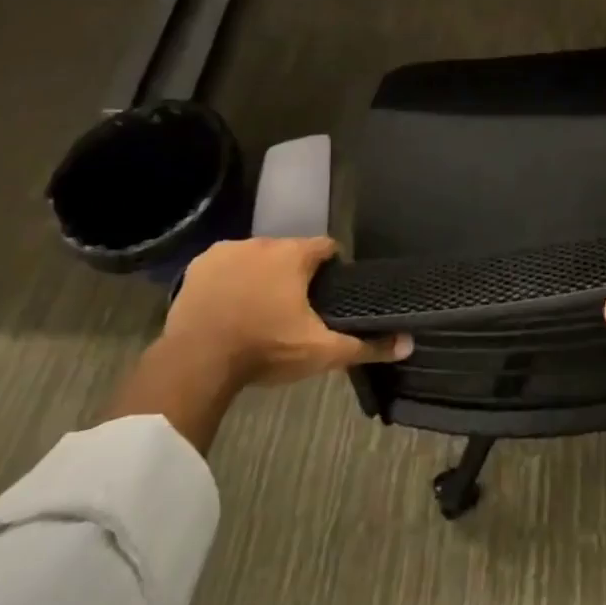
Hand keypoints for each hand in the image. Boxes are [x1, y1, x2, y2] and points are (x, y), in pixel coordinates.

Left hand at [162, 237, 411, 387]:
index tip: (328, 293)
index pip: (326, 248)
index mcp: (295, 254)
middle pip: (290, 252)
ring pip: (256, 257)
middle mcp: (263, 241)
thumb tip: (408, 344)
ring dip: (261, 275)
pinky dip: (229, 280)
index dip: (331, 268)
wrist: (196, 363)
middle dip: (294, 274)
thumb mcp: (321, 352)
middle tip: (293, 310)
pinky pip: (224, 266)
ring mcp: (227, 251)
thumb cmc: (265, 350)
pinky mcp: (199, 265)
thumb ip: (366, 346)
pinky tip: (228, 306)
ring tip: (258, 310)